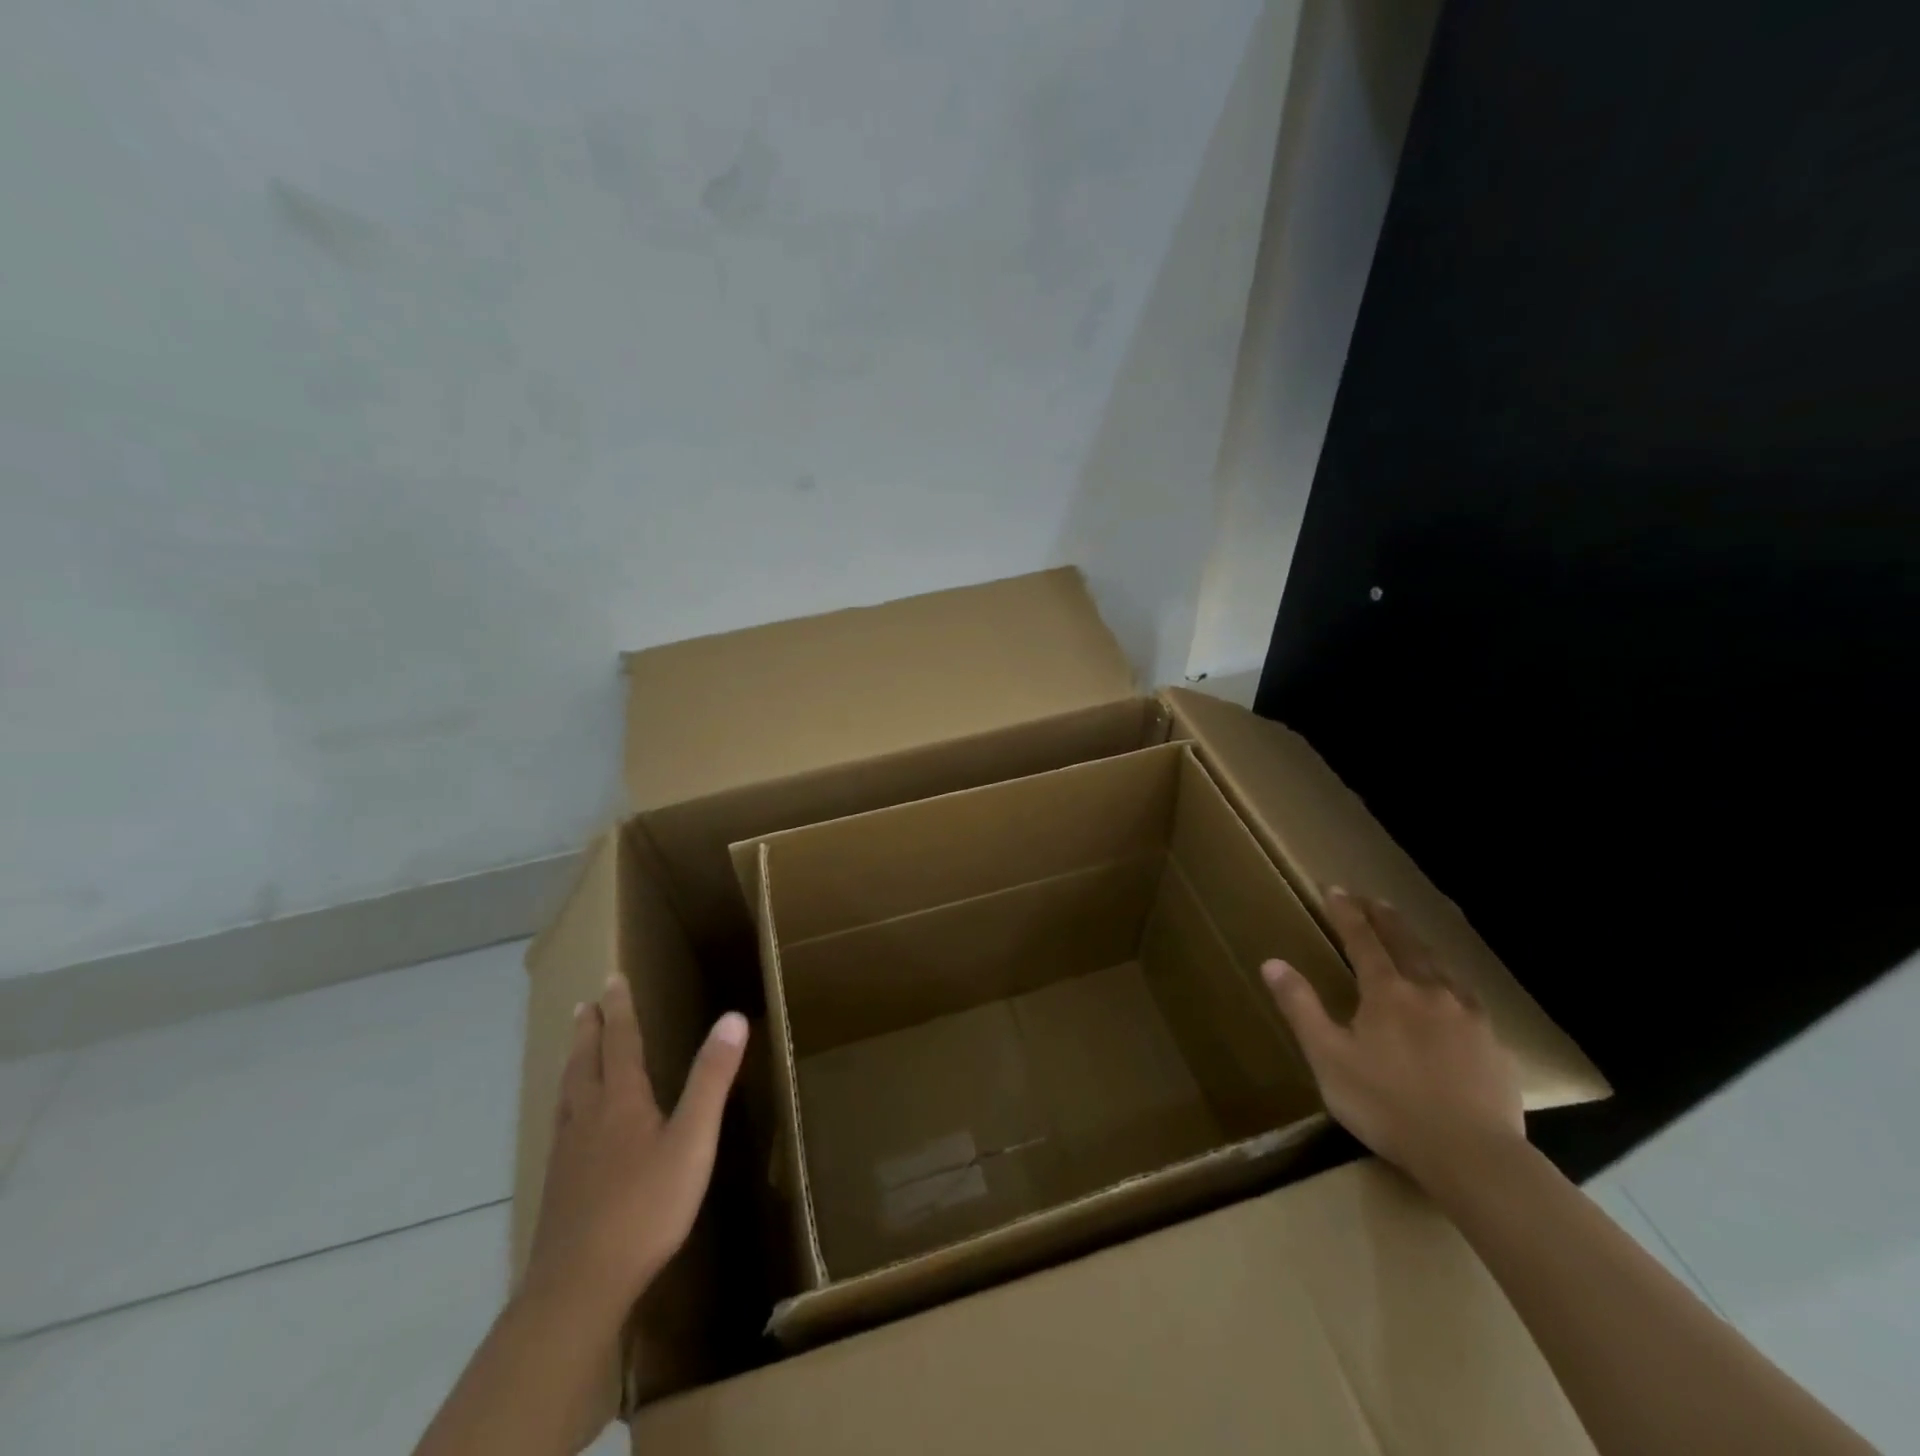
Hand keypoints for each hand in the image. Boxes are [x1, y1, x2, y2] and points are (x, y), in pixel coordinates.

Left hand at [523, 973, 748, 1325]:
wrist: (578, 1287)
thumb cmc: (645, 1208)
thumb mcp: (693, 1140)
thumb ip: (712, 1079)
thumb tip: (732, 1017)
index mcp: (622, 1101)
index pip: (620, 1042)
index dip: (620, 1009)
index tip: (612, 979)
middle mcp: (588, 1117)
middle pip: (585, 1062)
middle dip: (589, 1030)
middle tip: (585, 1004)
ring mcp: (567, 1153)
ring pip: (567, 1093)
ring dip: (573, 1062)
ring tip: (573, 1050)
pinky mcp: (558, 1186)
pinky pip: (560, 1124)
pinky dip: (566, 1102)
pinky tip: (569, 1123)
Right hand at [1261, 888, 1523, 1192]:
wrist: (1473, 1157)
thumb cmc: (1388, 1105)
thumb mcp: (1328, 1058)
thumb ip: (1301, 1007)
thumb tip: (1272, 963)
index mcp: (1386, 992)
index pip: (1361, 939)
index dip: (1346, 912)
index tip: (1334, 889)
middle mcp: (1429, 992)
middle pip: (1406, 943)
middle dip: (1385, 918)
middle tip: (1373, 898)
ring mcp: (1468, 1017)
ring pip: (1441, 967)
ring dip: (1420, 945)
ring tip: (1411, 937)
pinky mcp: (1494, 1046)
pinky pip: (1469, 999)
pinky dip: (1451, 982)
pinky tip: (1453, 994)